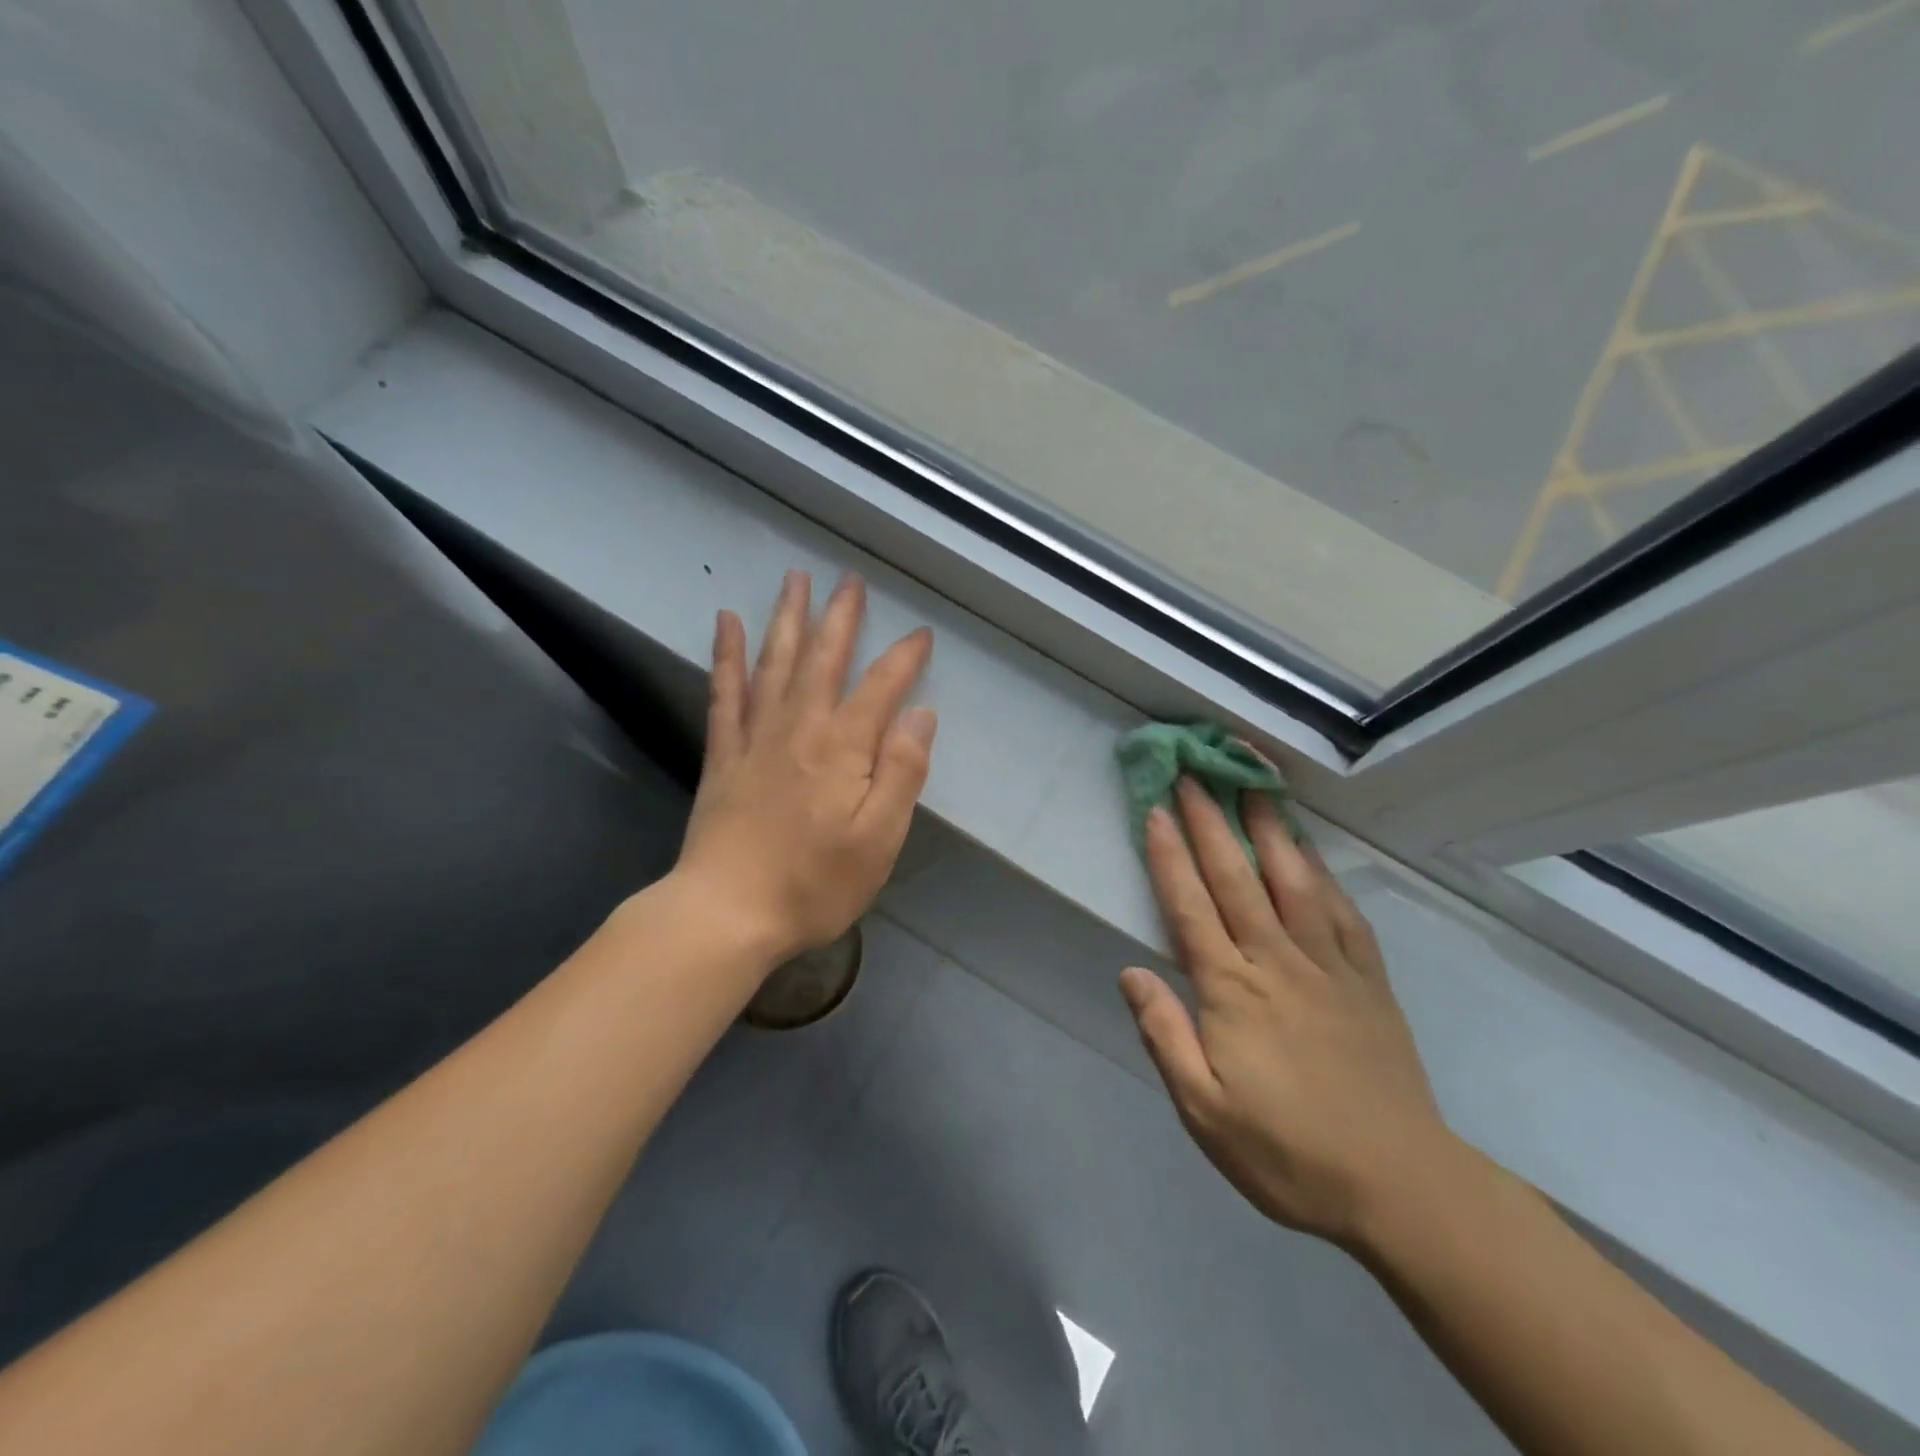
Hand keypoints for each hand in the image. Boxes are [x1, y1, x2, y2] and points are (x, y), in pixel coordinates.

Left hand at [673, 570, 935, 961]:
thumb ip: (901, 772)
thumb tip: (920, 714)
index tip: (921, 634)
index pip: (881, 687)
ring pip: (774, 662)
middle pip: (823, 658)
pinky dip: (727, 655)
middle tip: (850, 580)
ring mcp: (755, 737)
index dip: (904, 658)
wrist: (727, 913)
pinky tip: (727, 622)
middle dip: (840, 617)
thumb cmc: (814, 883)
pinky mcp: (723, 754)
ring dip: (787, 618)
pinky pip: (724, 692)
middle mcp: (799, 727)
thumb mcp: (879, 839)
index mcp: (843, 747)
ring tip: (794, 579)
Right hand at [1119, 779, 1452, 1246]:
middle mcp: (1278, 962)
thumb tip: (1130, 972)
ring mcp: (1330, 967)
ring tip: (1255, 785)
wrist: (1401, 1187)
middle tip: (1195, 772)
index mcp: (1232, 991)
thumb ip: (1165, 1035)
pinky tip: (1313, 854)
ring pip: (1294, 882)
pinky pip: (1344, 914)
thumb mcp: (1204, 1111)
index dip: (1170, 855)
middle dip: (1212, 821)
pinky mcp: (1370, 982)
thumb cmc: (1288, 1152)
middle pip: (1237, 878)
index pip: (1190, 906)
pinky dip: (1324, 875)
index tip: (1156, 808)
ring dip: (1270, 829)